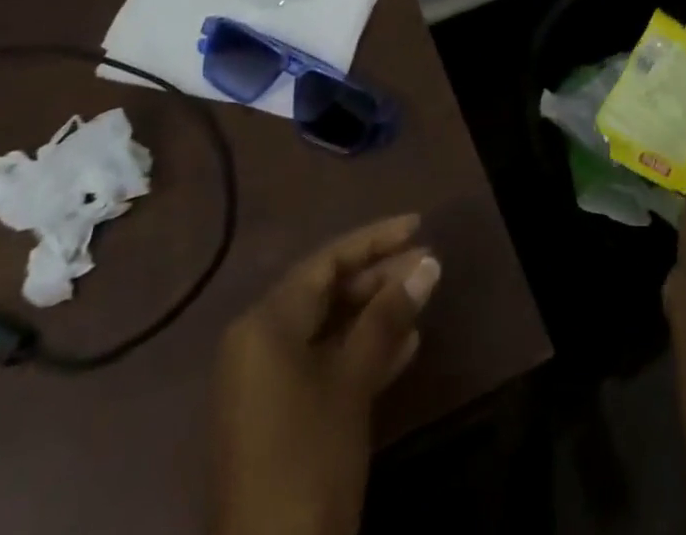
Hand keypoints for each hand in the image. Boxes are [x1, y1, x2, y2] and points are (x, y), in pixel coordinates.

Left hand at [209, 215, 441, 534]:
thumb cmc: (308, 459)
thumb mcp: (352, 382)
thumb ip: (387, 317)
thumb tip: (427, 264)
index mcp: (265, 323)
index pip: (326, 261)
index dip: (375, 240)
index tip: (418, 225)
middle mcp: (258, 342)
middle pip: (326, 291)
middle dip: (379, 277)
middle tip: (428, 267)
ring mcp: (266, 382)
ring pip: (328, 328)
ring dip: (375, 314)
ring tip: (423, 299)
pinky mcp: (279, 417)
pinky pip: (322, 363)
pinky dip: (360, 351)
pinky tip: (405, 347)